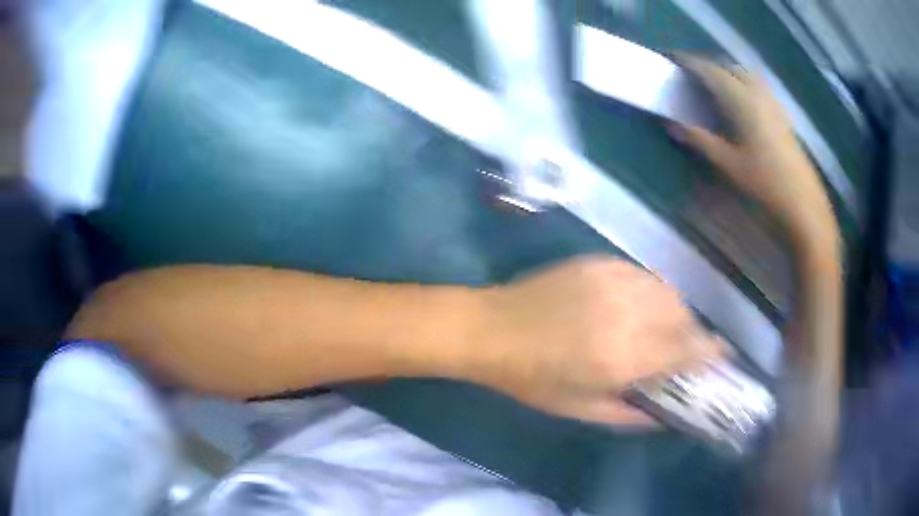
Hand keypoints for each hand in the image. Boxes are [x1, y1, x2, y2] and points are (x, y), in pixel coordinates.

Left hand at [476, 256, 725, 426]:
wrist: (492, 328)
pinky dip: (652, 291)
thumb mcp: (578, 408)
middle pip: (682, 316)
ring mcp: (613, 281)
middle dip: (691, 333)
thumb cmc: (531, 378)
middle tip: (683, 348)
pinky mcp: (599, 262)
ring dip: (675, 311)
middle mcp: (626, 313)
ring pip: (667, 291)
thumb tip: (662, 416)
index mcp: (622, 356)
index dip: (709, 351)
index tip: (721, 355)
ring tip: (663, 327)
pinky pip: (643, 275)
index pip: (685, 349)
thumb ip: (627, 414)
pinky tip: (638, 305)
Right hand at [668, 57, 836, 244]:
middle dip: (708, 65)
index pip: (710, 71)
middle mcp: (758, 94)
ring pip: (745, 74)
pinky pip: (758, 86)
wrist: (803, 203)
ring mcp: (772, 102)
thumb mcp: (729, 164)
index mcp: (742, 100)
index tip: (672, 58)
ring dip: (726, 72)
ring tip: (713, 84)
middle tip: (690, 74)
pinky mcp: (781, 114)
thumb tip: (672, 125)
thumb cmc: (765, 183)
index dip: (690, 62)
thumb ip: (700, 140)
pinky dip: (742, 82)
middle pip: (728, 67)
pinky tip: (740, 99)